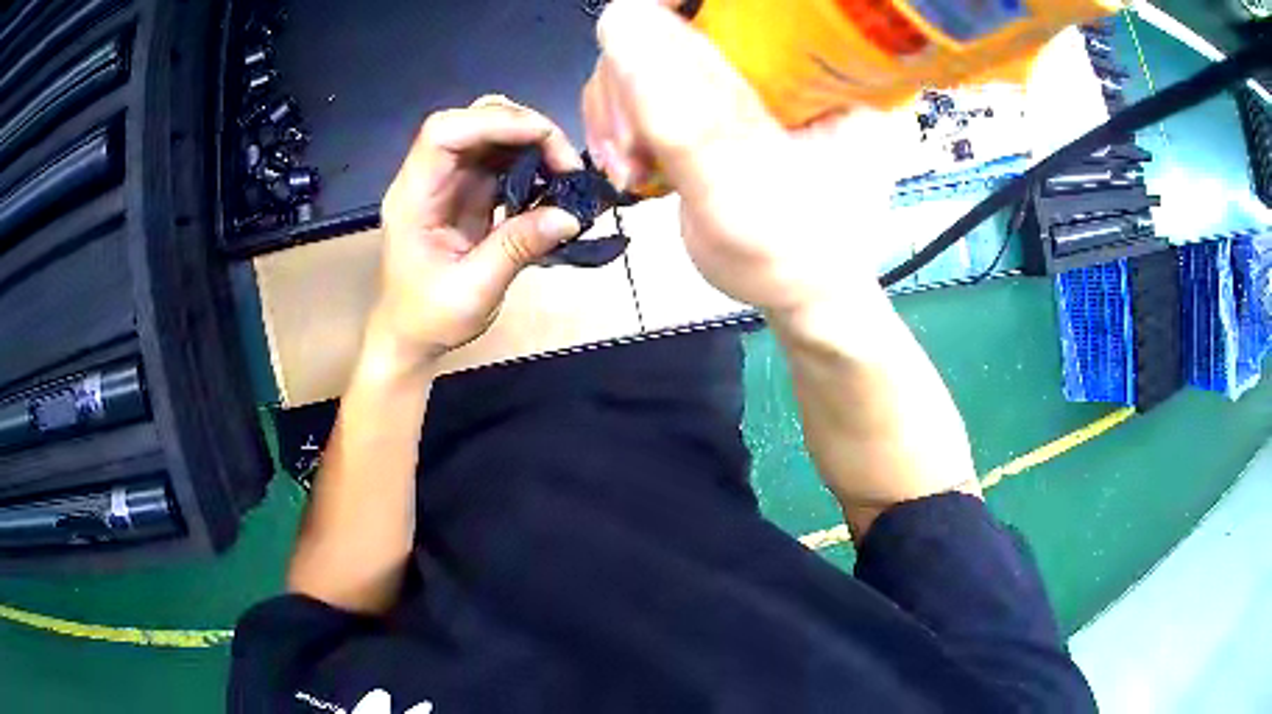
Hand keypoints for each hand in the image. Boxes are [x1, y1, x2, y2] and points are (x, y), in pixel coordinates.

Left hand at [374, 96, 582, 370]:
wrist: (409, 335)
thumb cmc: (429, 318)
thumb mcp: (474, 292)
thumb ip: (517, 249)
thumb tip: (570, 216)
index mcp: (414, 197)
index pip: (444, 133)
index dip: (494, 122)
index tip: (544, 138)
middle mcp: (428, 178)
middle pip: (471, 121)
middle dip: (521, 127)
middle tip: (564, 161)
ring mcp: (448, 182)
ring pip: (489, 134)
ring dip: (531, 143)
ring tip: (564, 172)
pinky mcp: (465, 191)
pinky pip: (499, 159)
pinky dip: (529, 162)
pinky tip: (551, 183)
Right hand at [582, 0, 912, 312]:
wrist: (803, 290)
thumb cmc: (796, 259)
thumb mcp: (744, 200)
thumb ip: (686, 121)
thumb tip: (622, 23)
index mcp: (819, 67)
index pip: (741, 4)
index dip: (674, 8)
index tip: (632, 48)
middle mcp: (782, 58)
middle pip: (678, 21)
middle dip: (631, 79)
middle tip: (631, 148)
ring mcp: (745, 76)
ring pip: (648, 49)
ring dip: (618, 105)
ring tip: (629, 166)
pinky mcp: (716, 96)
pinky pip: (644, 80)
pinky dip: (621, 118)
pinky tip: (631, 160)